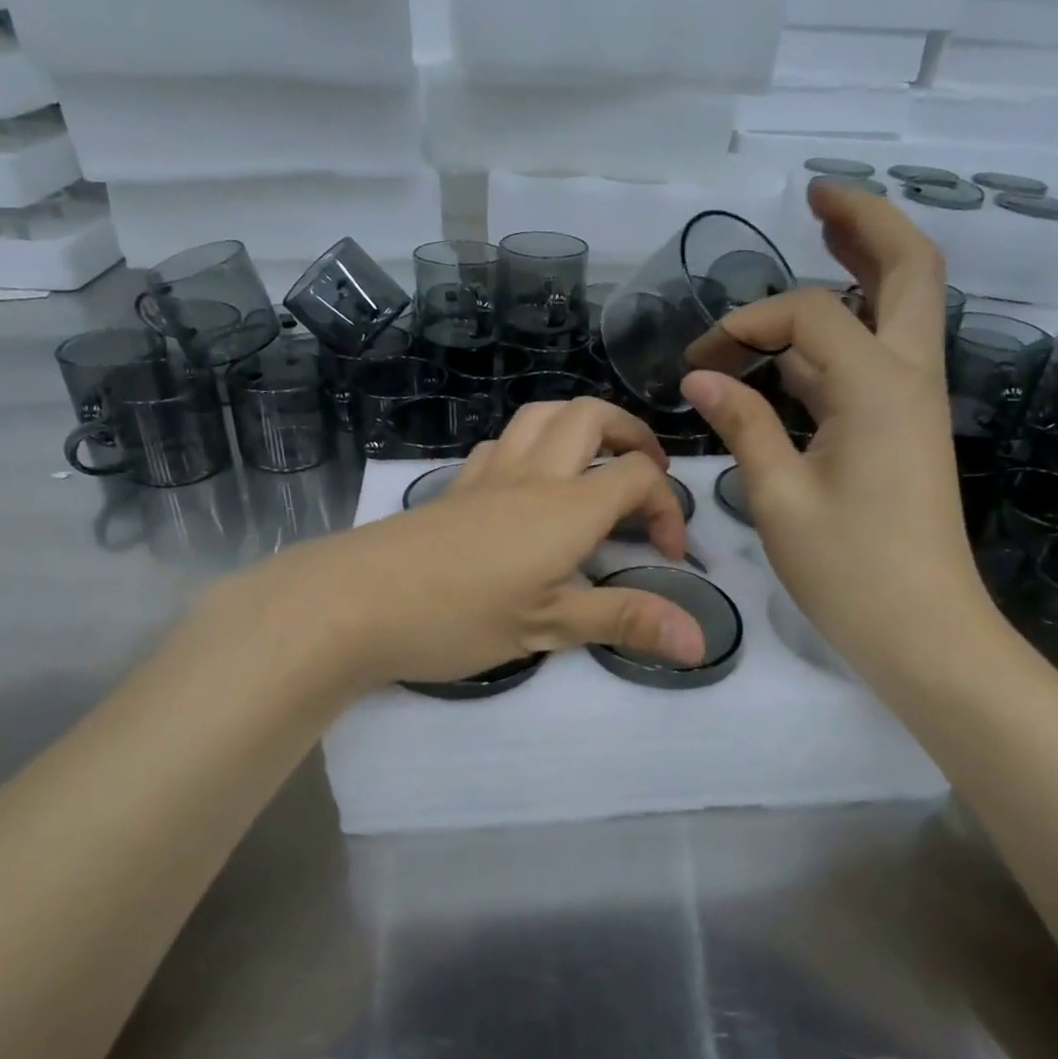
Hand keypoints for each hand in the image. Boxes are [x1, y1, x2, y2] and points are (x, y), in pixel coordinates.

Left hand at [205, 398, 706, 698]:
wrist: (356, 601)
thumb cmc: (461, 616)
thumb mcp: (550, 627)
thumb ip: (626, 622)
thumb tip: (700, 643)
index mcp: (568, 506)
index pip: (640, 477)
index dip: (668, 506)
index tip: (666, 554)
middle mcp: (534, 474)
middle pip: (592, 415)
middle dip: (631, 434)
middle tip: (643, 474)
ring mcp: (489, 474)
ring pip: (542, 415)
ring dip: (579, 426)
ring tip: (592, 465)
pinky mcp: (455, 486)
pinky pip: (502, 442)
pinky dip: (532, 445)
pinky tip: (527, 483)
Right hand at [681, 180, 996, 674]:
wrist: (925, 634)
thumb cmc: (851, 572)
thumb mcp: (779, 499)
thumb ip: (743, 426)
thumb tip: (700, 378)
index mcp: (877, 387)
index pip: (806, 314)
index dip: (745, 323)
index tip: (701, 364)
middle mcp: (908, 377)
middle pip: (911, 268)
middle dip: (866, 221)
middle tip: (816, 196)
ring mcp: (913, 402)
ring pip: (900, 308)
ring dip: (860, 269)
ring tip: (816, 236)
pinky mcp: (905, 429)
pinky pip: (877, 357)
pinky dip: (841, 333)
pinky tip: (797, 345)